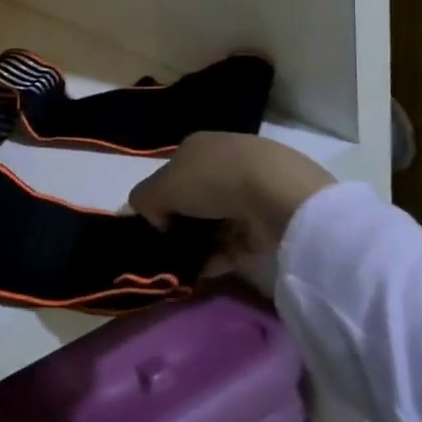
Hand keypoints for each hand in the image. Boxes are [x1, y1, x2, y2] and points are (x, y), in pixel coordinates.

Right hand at [129, 132, 334, 266]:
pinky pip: (235, 243)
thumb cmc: (211, 180)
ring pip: (214, 223)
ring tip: (183, 269)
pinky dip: (219, 259)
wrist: (276, 193)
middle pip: (194, 200)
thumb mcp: (160, 186)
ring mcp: (249, 192)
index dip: (160, 200)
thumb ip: (145, 200)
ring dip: (199, 246)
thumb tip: (157, 220)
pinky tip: (203, 274)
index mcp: (197, 147)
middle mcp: (223, 164)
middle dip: (181, 226)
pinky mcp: (267, 221)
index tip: (155, 226)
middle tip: (168, 251)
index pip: (172, 174)